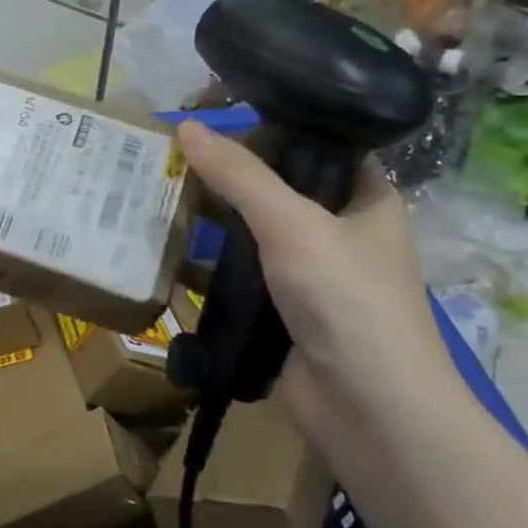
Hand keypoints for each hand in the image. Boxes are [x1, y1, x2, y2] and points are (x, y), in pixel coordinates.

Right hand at [175, 122, 464, 433]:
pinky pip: (238, 278)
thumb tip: (186, 125)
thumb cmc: (347, 302)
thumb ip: (240, 176)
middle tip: (170, 157)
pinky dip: (206, 267)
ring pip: (252, 236)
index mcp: (365, 201)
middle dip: (227, 177)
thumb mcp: (292, 225)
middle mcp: (339, 233)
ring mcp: (308, 277)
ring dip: (211, 223)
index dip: (271, 129)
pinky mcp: (280, 313)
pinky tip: (166, 252)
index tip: (214, 117)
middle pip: (276, 190)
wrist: (369, 410)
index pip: (318, 147)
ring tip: (158, 197)